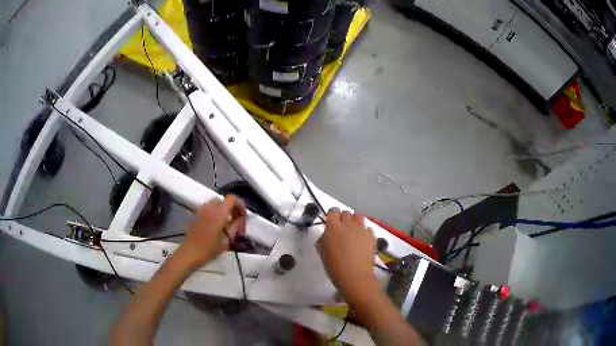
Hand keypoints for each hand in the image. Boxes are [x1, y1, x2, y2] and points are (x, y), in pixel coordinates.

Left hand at [179, 195, 245, 266]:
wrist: (190, 252)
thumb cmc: (210, 248)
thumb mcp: (227, 240)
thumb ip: (236, 226)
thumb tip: (241, 218)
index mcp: (219, 212)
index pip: (232, 198)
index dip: (239, 205)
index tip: (242, 215)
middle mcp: (210, 207)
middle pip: (224, 201)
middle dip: (232, 208)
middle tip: (236, 221)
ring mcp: (202, 209)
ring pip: (216, 204)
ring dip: (223, 210)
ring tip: (227, 223)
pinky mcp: (197, 214)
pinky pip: (209, 208)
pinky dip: (215, 212)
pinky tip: (217, 225)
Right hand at [317, 208, 377, 301]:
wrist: (355, 276)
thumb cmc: (334, 266)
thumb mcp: (322, 252)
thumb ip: (323, 239)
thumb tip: (327, 235)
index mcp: (333, 227)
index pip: (333, 211)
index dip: (332, 216)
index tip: (331, 224)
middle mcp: (348, 224)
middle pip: (346, 213)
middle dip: (343, 219)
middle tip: (341, 230)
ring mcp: (362, 229)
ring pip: (358, 217)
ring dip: (354, 222)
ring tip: (353, 233)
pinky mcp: (371, 236)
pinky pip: (368, 228)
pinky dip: (365, 232)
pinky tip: (362, 241)